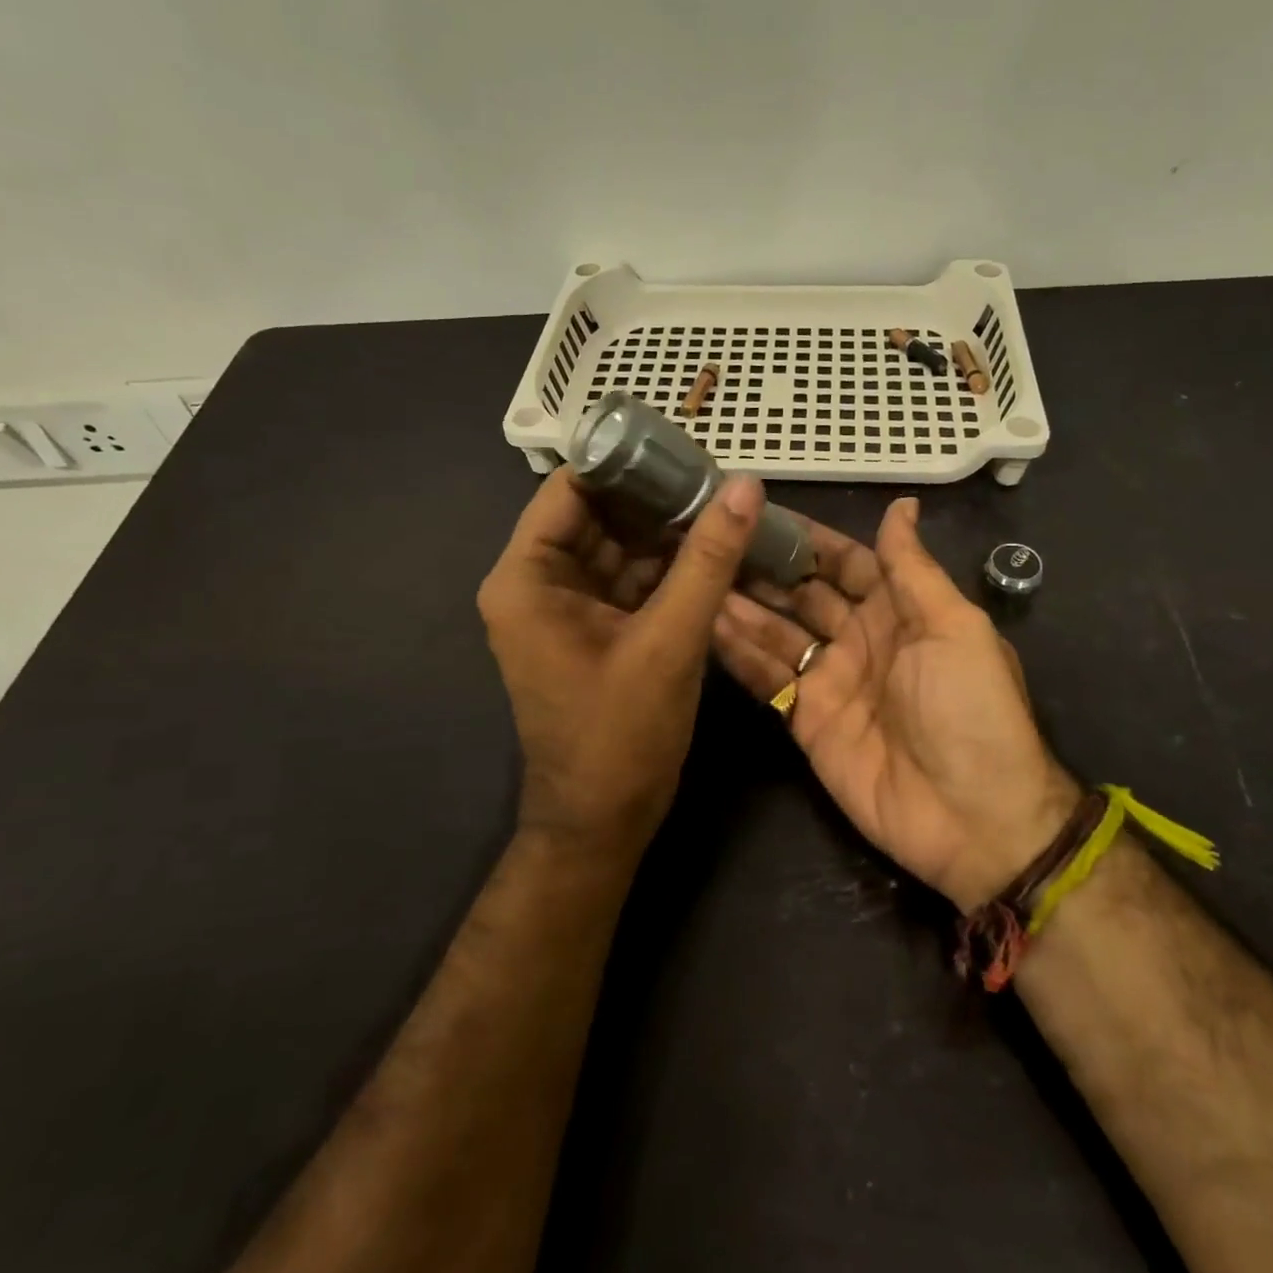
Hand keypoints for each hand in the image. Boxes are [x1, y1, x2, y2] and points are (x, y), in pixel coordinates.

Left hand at [479, 467, 764, 856]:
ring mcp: (564, 608)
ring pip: (617, 546)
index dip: (624, 463)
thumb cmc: (621, 734)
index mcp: (527, 578)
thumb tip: (745, 485)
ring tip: (723, 507)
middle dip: (654, 498)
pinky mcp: (591, 629)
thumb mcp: (671, 640)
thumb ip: (707, 559)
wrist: (602, 823)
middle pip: (596, 514)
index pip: (570, 488)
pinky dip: (665, 568)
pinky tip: (711, 552)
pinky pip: (628, 580)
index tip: (684, 449)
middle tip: (717, 478)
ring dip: (666, 532)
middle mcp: (536, 584)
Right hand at [711, 497, 1077, 911]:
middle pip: (804, 595)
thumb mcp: (955, 627)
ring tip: (698, 574)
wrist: (973, 818)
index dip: (808, 540)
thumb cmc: (971, 709)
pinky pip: (768, 679)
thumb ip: (914, 569)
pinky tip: (706, 623)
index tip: (762, 511)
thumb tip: (903, 504)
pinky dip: (739, 654)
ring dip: (743, 606)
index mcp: (899, 612)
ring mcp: (830, 681)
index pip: (847, 563)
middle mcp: (859, 639)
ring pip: (777, 633)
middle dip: (765, 569)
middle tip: (714, 539)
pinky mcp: (805, 721)